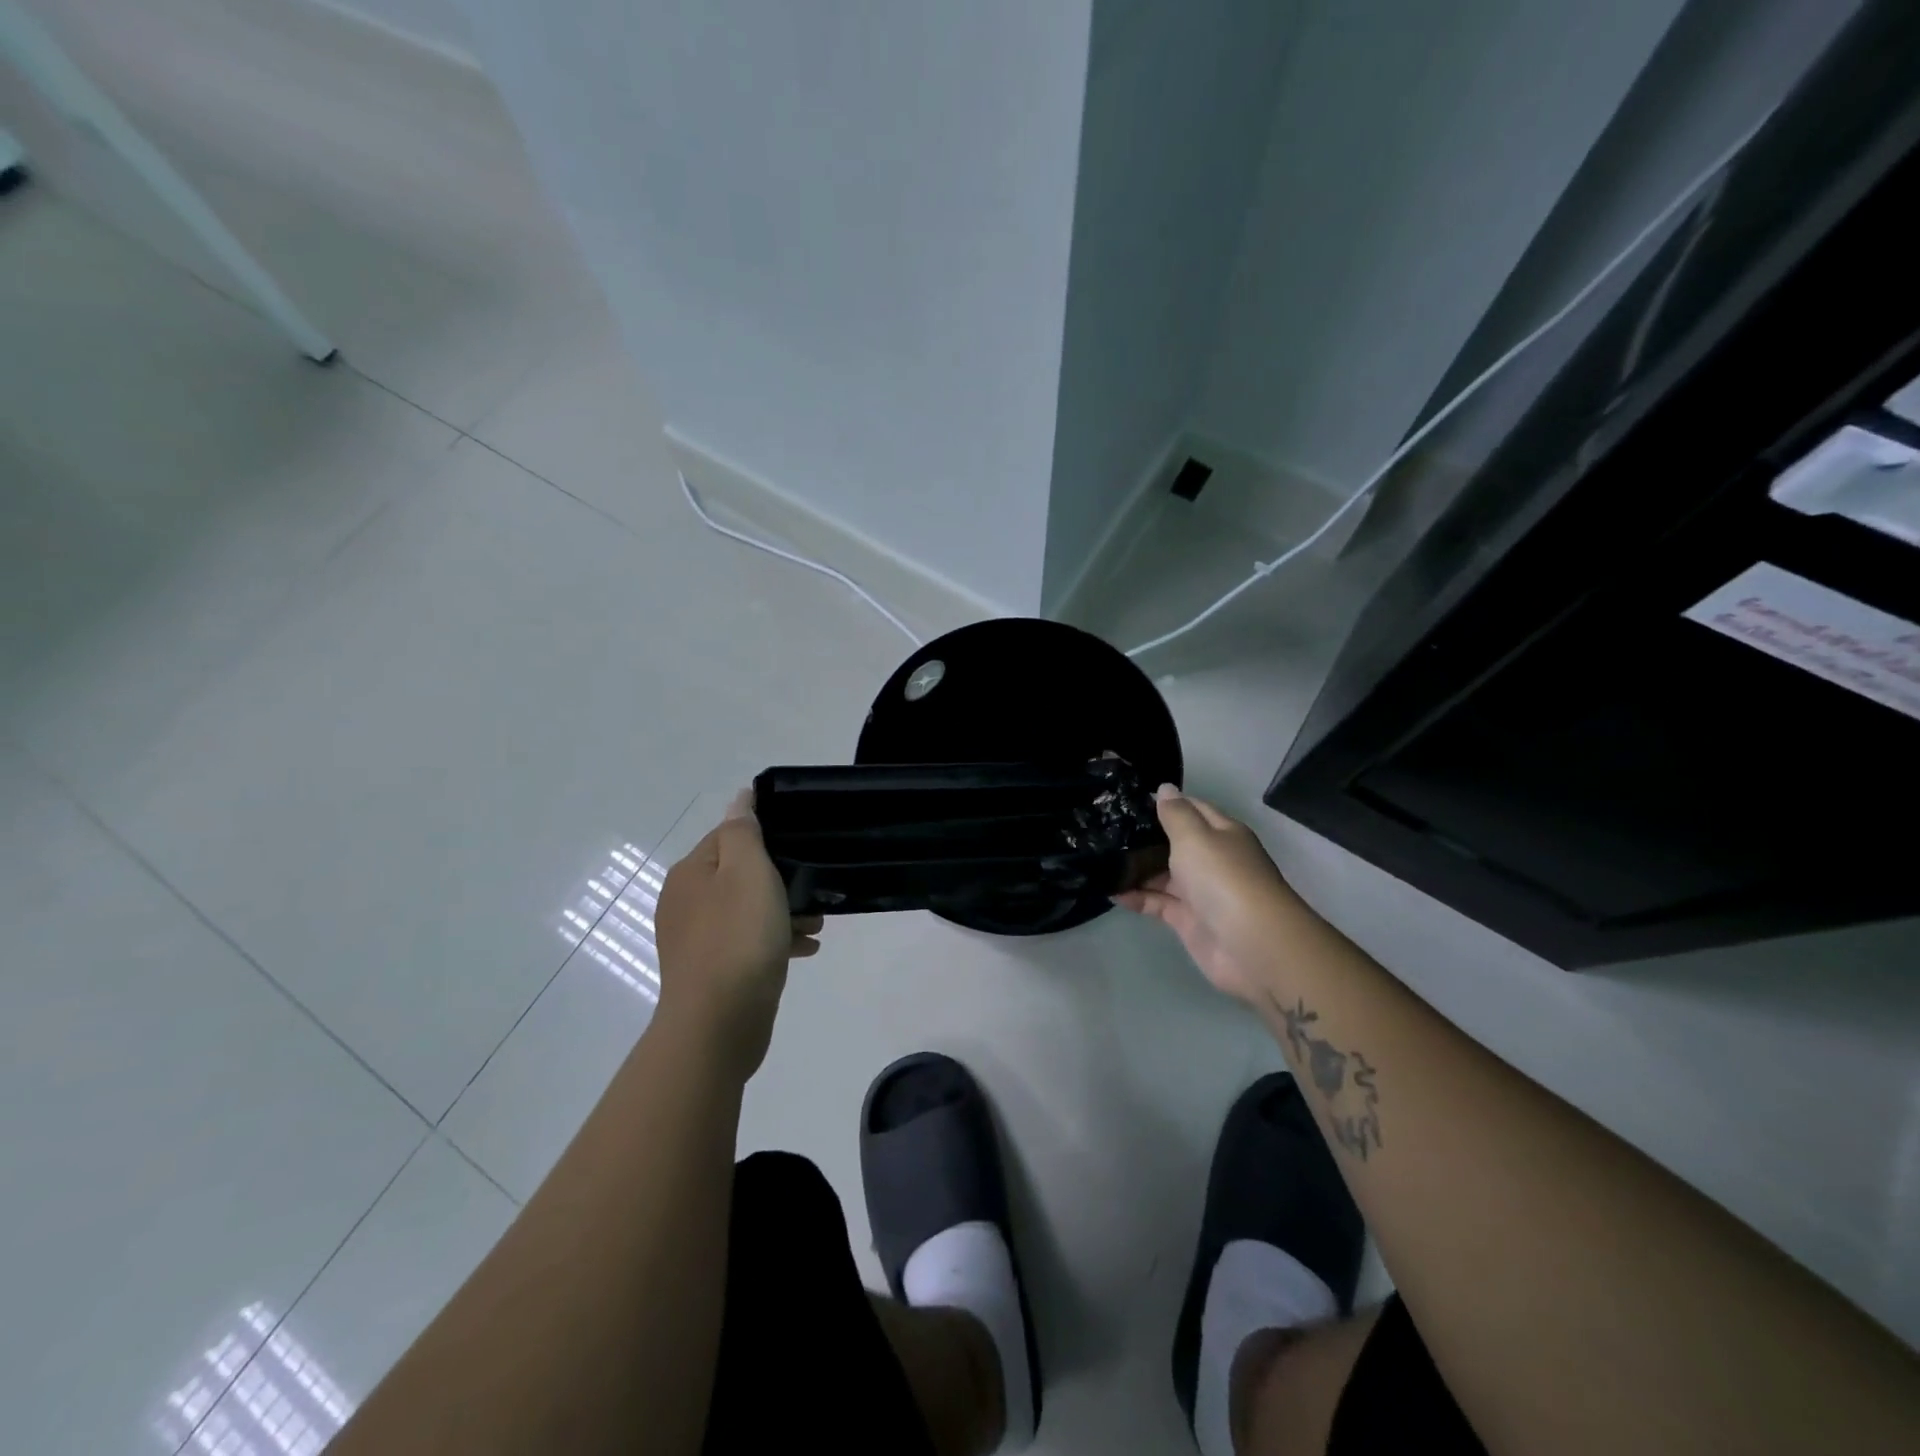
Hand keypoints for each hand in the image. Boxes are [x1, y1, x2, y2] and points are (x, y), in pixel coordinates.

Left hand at [654, 792, 821, 1081]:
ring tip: (818, 923)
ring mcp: (695, 940)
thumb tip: (740, 797)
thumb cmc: (738, 937)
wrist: (718, 1023)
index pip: (730, 835)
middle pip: (740, 875)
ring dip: (783, 912)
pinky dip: (774, 941)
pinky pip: (747, 943)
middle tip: (814, 890)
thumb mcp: (747, 871)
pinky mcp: (710, 971)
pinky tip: (805, 949)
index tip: (801, 848)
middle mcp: (685, 902)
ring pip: (747, 911)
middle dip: (781, 880)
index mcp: (690, 873)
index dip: (767, 838)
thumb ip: (744, 831)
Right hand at [1115, 785, 1316, 1005]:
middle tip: (1103, 828)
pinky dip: (1135, 897)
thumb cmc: (1223, 878)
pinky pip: (1156, 902)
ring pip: (1162, 874)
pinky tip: (1109, 890)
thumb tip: (1165, 788)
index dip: (1164, 803)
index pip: (1191, 809)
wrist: (1252, 945)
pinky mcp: (1187, 920)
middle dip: (1143, 837)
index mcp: (1221, 833)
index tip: (1127, 799)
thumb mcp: (1196, 836)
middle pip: (1173, 843)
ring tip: (1099, 857)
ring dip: (1135, 868)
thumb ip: (1176, 813)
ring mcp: (1199, 891)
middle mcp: (1211, 859)